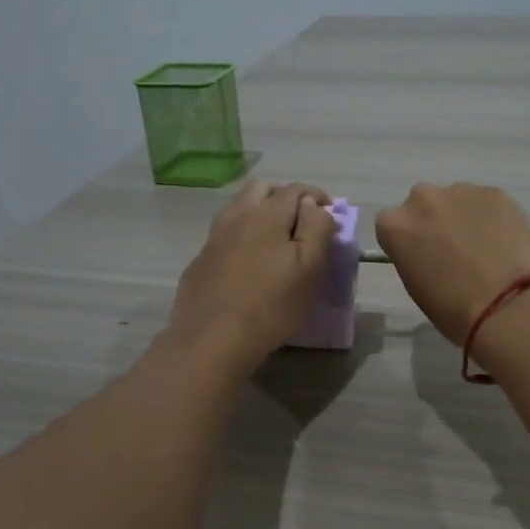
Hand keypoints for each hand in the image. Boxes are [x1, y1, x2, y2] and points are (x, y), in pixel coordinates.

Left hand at [164, 180, 335, 374]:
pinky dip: (242, 237)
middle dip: (284, 197)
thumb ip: (316, 229)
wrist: (212, 340)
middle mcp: (236, 216)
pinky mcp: (200, 260)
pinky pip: (225, 235)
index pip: (296, 190)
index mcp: (267, 214)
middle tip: (301, 223)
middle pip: (261, 188)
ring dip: (260, 214)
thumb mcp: (309, 268)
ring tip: (275, 242)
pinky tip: (248, 265)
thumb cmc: (271, 306)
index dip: (317, 198)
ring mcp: (213, 237)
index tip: (329, 217)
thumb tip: (314, 206)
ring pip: (239, 209)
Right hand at [374, 182, 529, 344]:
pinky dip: (492, 217)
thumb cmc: (454, 308)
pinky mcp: (496, 192)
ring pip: (457, 200)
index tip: (422, 257)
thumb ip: (414, 257)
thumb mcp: (416, 286)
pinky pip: (487, 202)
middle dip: (435, 222)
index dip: (408, 241)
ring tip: (485, 248)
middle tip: (454, 250)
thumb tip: (429, 251)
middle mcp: (422, 199)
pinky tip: (506, 242)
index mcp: (395, 226)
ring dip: (464, 217)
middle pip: (423, 205)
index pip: (391, 225)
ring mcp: (461, 190)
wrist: (509, 304)